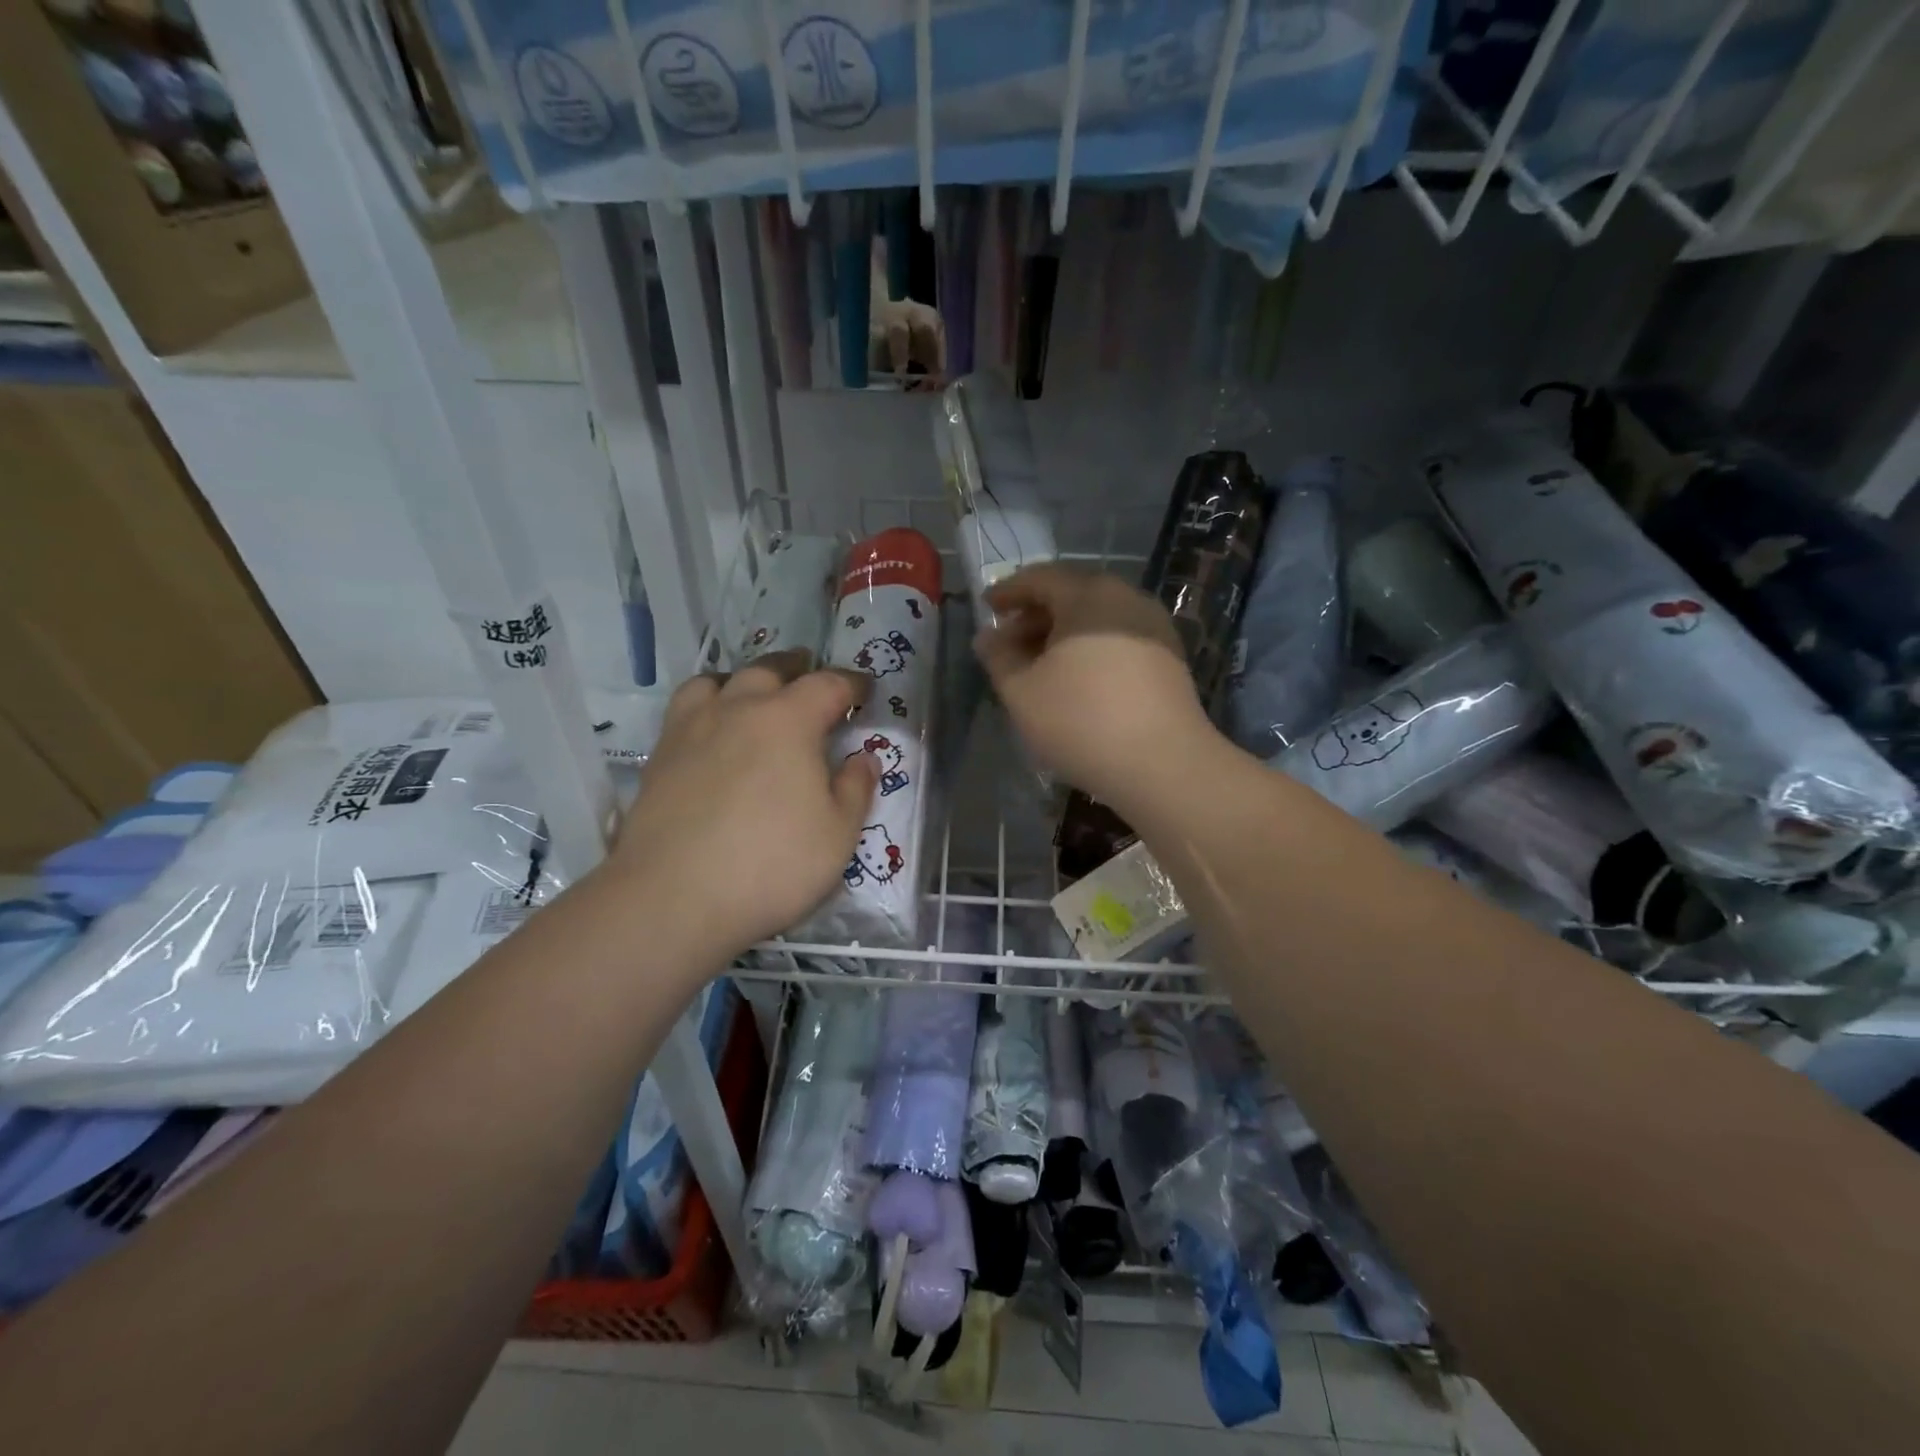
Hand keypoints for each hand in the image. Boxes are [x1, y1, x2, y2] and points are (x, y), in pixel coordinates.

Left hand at [607, 651, 878, 961]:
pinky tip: (712, 732)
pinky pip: (686, 710)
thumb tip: (862, 757)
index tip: (865, 690)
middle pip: (769, 670)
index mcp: (788, 720)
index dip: (852, 684)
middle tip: (810, 674)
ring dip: (743, 680)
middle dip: (796, 668)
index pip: (828, 685)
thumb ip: (855, 789)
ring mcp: (692, 729)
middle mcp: (738, 710)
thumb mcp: (838, 834)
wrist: (673, 899)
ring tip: (753, 693)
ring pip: (717, 681)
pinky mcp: (659, 756)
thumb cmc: (771, 865)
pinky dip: (707, 705)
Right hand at [973, 565, 1220, 812]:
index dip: (1009, 591)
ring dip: (1063, 635)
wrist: (1164, 764)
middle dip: (1035, 616)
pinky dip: (1090, 649)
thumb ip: (998, 658)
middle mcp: (1126, 598)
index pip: (1040, 578)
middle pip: (1072, 594)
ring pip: (1097, 618)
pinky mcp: (1170, 658)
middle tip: (1009, 643)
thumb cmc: (1081, 720)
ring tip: (1039, 667)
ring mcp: (1154, 627)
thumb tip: (988, 638)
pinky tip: (1077, 681)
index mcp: (1088, 594)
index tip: (987, 607)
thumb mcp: (1021, 691)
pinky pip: (1119, 639)